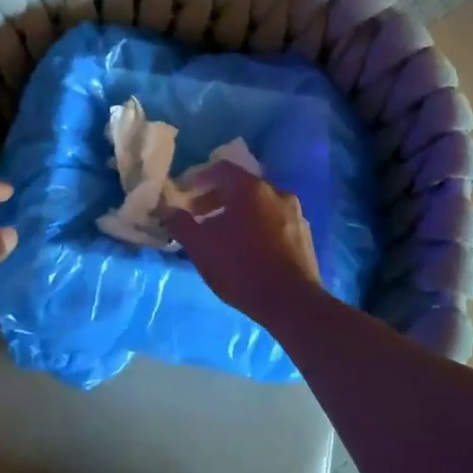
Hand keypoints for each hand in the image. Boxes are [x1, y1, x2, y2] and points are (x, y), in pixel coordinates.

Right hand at [162, 160, 321, 320]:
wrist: (291, 303)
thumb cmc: (240, 267)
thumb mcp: (199, 245)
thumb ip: (180, 223)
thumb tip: (167, 209)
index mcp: (251, 188)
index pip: (221, 169)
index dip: (199, 179)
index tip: (184, 195)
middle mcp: (277, 193)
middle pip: (241, 186)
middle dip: (215, 199)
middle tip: (197, 217)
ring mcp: (295, 215)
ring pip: (259, 205)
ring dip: (236, 214)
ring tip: (220, 236)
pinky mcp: (305, 237)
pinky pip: (274, 222)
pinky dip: (256, 227)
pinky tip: (246, 250)